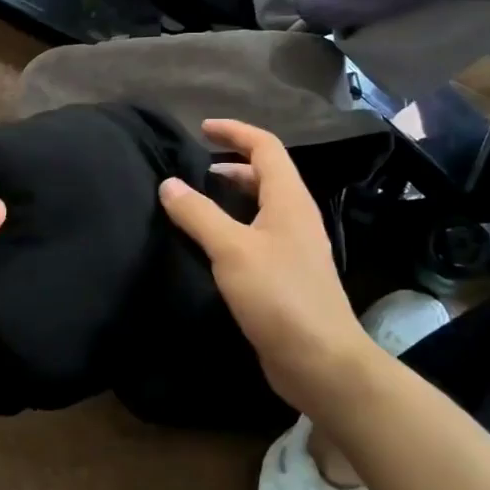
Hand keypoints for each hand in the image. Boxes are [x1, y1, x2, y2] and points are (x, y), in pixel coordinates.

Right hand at [159, 119, 377, 416]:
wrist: (320, 360)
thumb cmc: (278, 296)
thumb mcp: (232, 249)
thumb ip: (198, 214)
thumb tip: (169, 183)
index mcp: (288, 200)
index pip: (265, 147)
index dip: (235, 132)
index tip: (201, 129)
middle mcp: (295, 217)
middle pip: (265, 174)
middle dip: (230, 163)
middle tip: (192, 167)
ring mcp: (293, 247)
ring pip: (260, 206)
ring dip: (230, 196)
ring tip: (194, 201)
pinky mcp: (285, 275)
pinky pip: (256, 235)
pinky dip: (232, 226)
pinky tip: (208, 244)